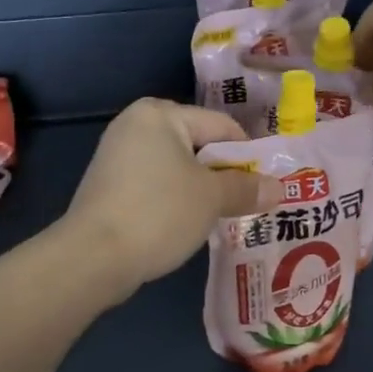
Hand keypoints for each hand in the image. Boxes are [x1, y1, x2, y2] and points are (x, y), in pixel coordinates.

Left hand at [63, 100, 266, 299]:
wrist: (93, 256)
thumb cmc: (159, 213)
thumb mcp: (211, 199)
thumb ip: (246, 188)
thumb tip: (279, 188)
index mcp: (161, 114)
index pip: (221, 125)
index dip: (249, 155)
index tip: (267, 184)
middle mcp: (135, 125)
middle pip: (198, 144)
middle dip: (224, 174)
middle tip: (249, 202)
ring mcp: (117, 156)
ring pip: (176, 168)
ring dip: (200, 190)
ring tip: (223, 217)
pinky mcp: (108, 185)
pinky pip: (155, 185)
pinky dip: (174, 200)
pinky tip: (187, 225)